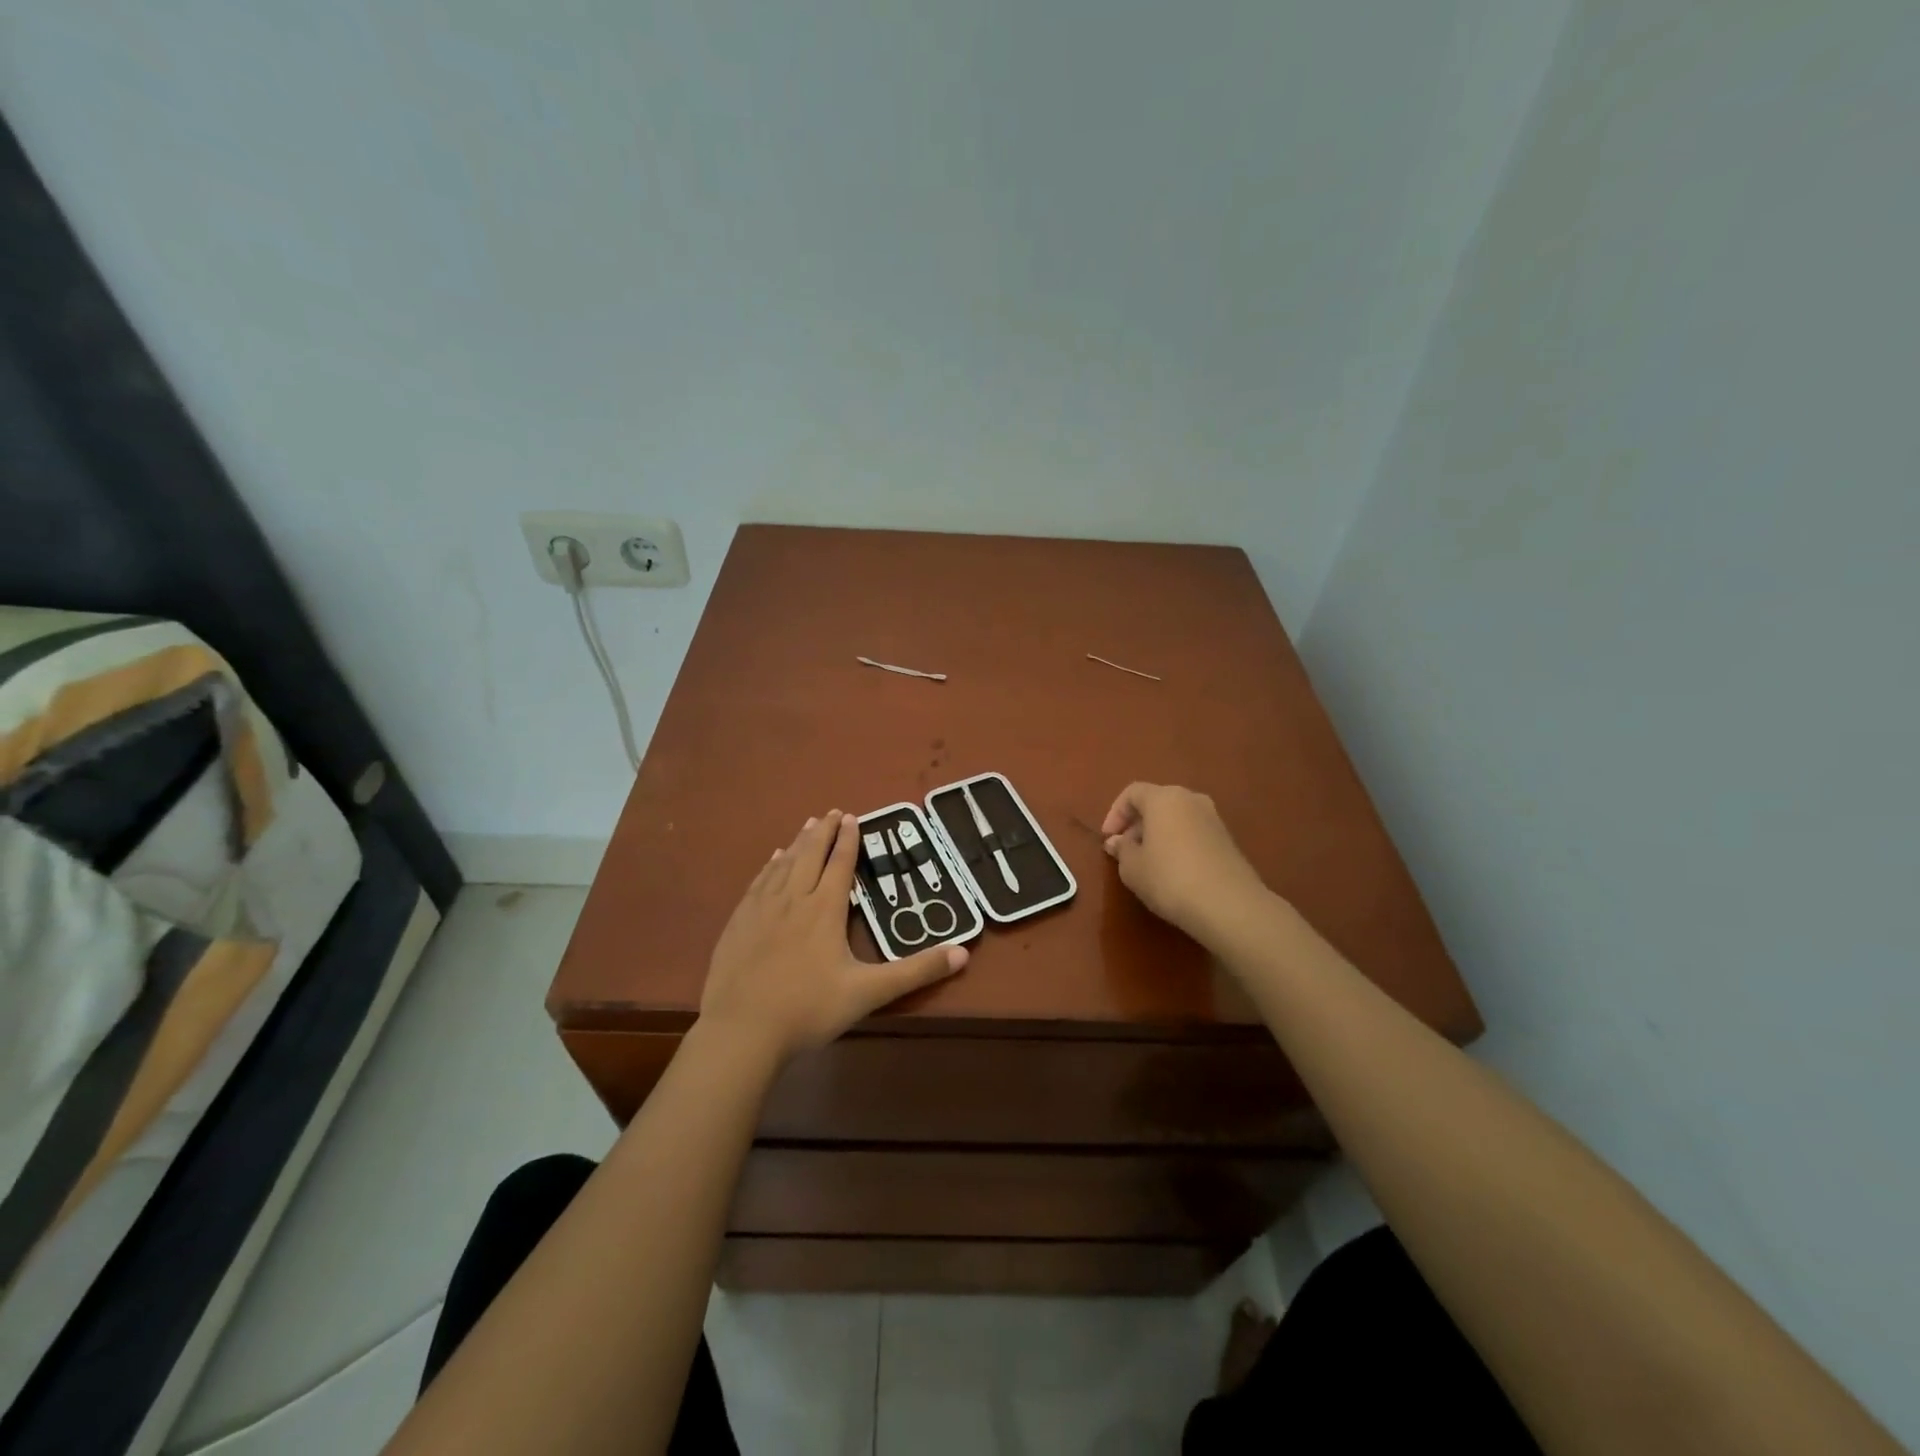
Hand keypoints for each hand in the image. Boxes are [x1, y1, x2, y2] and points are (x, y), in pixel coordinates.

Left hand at [699, 810, 967, 1061]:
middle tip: (831, 812)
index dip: (848, 840)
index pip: (839, 865)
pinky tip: (772, 860)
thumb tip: (964, 953)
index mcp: (824, 910)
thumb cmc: (808, 1010)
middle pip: (810, 855)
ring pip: (784, 865)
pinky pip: (758, 882)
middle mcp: (793, 899)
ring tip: (807, 825)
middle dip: (823, 832)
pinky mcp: (739, 923)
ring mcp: (762, 909)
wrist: (742, 1031)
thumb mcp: (868, 993)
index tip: (852, 817)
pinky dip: (770, 865)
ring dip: (798, 842)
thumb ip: (916, 972)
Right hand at [1102, 783, 1269, 944]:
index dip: (1115, 813)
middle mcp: (1191, 799)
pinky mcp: (1227, 840)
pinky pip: (1193, 832)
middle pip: (1156, 802)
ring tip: (1147, 862)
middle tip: (1125, 850)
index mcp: (1164, 798)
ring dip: (1158, 834)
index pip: (1132, 793)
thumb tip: (1118, 842)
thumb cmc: (1170, 879)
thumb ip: (1122, 849)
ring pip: (1176, 817)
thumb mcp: (1132, 868)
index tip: (1108, 839)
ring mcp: (1213, 818)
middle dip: (1137, 824)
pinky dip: (1178, 843)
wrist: (1229, 905)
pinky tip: (1173, 870)